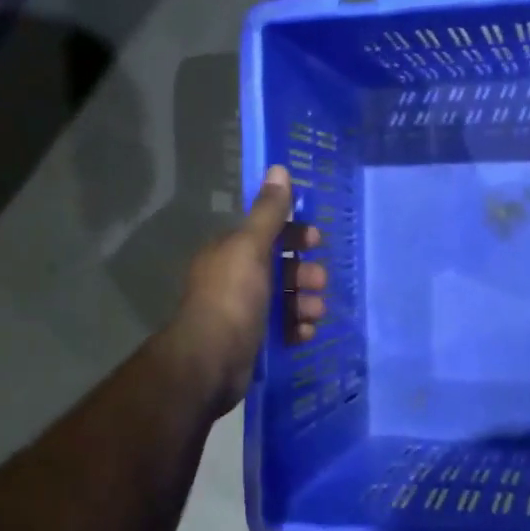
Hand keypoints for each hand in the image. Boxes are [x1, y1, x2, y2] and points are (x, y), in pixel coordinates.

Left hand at [168, 165, 326, 414]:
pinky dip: (296, 328)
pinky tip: (304, 334)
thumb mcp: (251, 248)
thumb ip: (268, 212)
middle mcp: (234, 278)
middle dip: (304, 274)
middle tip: (320, 283)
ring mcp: (243, 311)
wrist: (210, 362)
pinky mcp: (251, 341)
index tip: (316, 241)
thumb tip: (278, 168)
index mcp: (230, 252)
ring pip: (284, 299)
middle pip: (279, 268)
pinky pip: (282, 328)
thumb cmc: (231, 298)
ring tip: (315, 313)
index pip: (267, 233)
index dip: (294, 234)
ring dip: (305, 303)